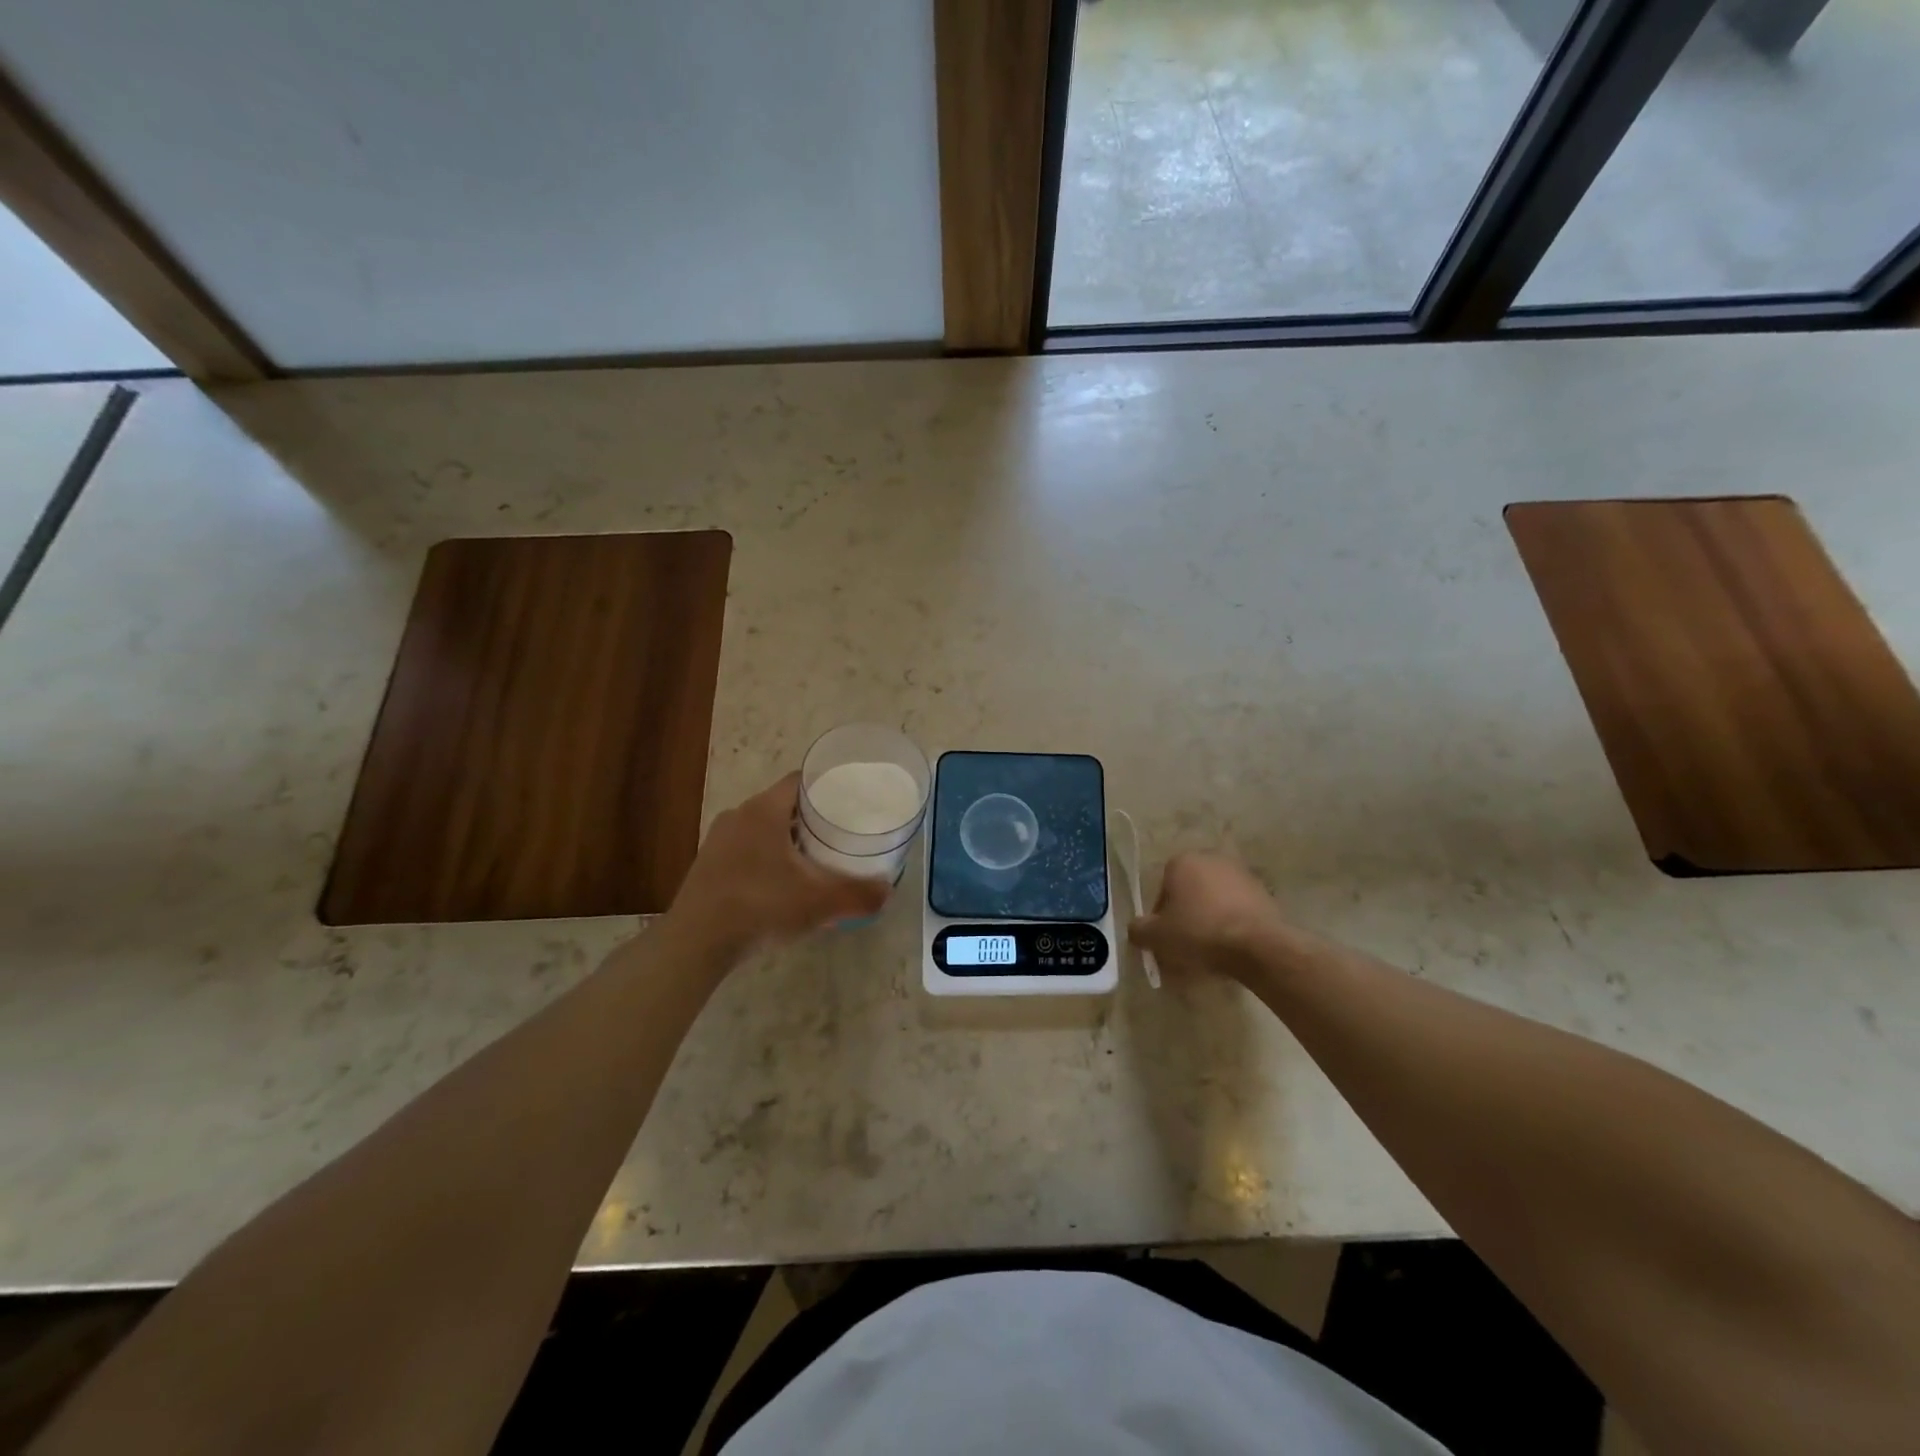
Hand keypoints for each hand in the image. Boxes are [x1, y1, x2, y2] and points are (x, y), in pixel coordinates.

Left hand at [664, 773, 890, 963]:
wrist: (696, 943)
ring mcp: (719, 840)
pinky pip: (746, 849)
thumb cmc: (760, 906)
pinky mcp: (707, 865)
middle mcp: (739, 815)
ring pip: (762, 828)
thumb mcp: (819, 902)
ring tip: (814, 859)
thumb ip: (858, 894)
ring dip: (787, 839)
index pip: (800, 780)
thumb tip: (888, 891)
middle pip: (783, 804)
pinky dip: (766, 857)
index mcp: (764, 810)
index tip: (849, 801)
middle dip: (811, 817)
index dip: (827, 786)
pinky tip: (780, 884)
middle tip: (839, 833)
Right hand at [1130, 851, 1290, 981]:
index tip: (1165, 939)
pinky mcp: (1264, 893)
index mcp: (1182, 862)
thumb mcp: (1157, 936)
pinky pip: (1238, 910)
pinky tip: (1232, 948)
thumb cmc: (1199, 932)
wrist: (1257, 946)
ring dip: (1210, 920)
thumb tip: (1136, 930)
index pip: (1162, 889)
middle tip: (1186, 945)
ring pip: (1215, 900)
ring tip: (1211, 951)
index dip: (1160, 917)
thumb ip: (1139, 930)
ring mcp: (1241, 874)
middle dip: (1186, 915)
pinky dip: (1232, 924)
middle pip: (1190, 892)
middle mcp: (1211, 859)